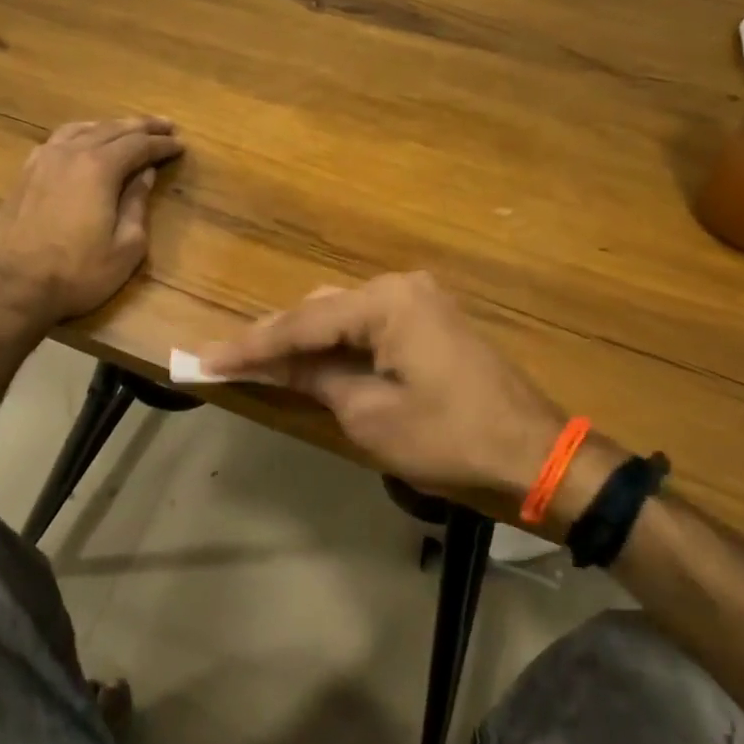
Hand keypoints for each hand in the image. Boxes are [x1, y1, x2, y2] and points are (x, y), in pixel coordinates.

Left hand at [0, 117, 183, 333]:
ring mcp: (43, 160)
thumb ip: (137, 205)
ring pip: (82, 128)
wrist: (13, 286)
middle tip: (165, 126)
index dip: (162, 145)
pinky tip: (84, 142)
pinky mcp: (25, 173)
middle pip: (112, 129)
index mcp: (99, 168)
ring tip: (127, 129)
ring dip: (110, 126)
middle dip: (142, 126)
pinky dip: (81, 134)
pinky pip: (58, 140)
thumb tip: (144, 174)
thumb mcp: (125, 248)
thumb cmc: (77, 273)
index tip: (180, 144)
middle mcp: (71, 153)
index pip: (139, 145)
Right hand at [199, 273, 618, 527]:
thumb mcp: (369, 415)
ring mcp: (420, 302)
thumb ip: (314, 379)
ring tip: (259, 363)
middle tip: (228, 360)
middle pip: (320, 311)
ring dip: (304, 341)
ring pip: (342, 316)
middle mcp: (401, 287)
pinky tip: (311, 362)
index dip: (251, 345)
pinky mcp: (431, 322)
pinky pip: (369, 326)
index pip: (301, 323)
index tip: (205, 358)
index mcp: (387, 302)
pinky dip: (337, 345)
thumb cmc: (449, 439)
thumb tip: (271, 366)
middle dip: (275, 339)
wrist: (538, 455)